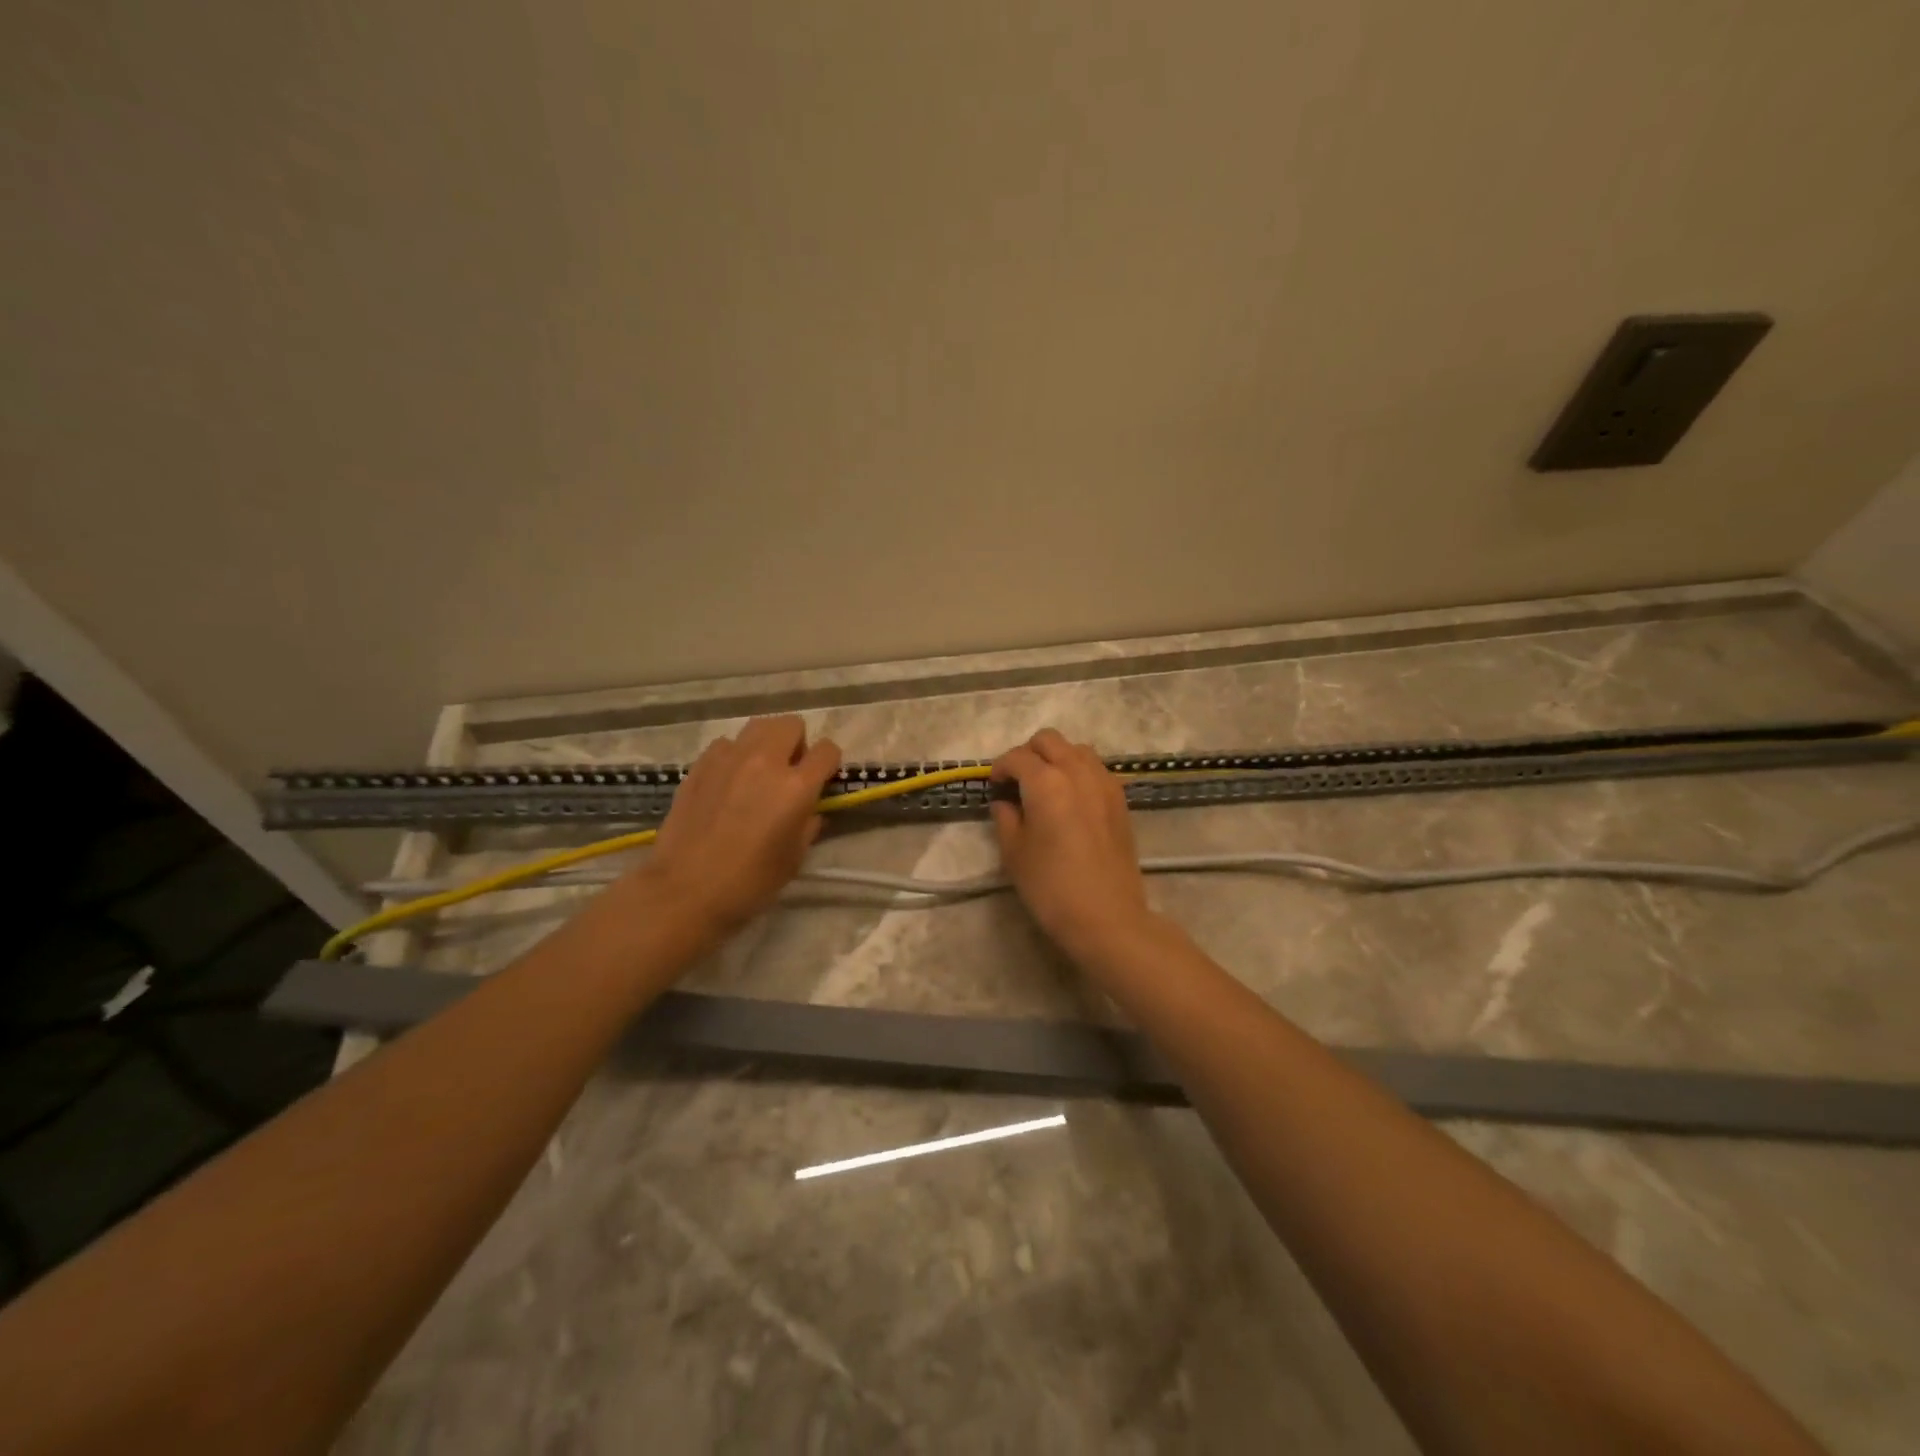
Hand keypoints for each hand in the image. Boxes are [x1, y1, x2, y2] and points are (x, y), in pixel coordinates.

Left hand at [642, 716, 841, 938]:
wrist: (685, 891)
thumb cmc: (750, 883)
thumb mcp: (795, 857)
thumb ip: (808, 824)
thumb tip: (810, 809)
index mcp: (795, 786)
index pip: (827, 750)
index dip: (829, 763)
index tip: (823, 779)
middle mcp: (764, 761)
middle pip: (791, 724)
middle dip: (798, 743)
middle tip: (791, 772)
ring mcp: (728, 759)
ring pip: (757, 726)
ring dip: (767, 743)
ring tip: (760, 771)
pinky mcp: (700, 766)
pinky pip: (726, 744)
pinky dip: (734, 755)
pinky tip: (728, 781)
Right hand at [990, 729, 1154, 964]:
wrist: (1107, 917)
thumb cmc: (1051, 887)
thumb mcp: (1014, 853)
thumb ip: (1005, 817)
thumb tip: (1005, 800)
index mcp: (1047, 782)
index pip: (1017, 758)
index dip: (999, 768)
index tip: (993, 786)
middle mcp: (1077, 771)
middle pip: (1049, 740)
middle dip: (1028, 753)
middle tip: (1017, 781)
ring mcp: (1104, 783)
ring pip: (1076, 749)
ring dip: (1056, 758)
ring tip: (1046, 787)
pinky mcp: (1120, 799)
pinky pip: (1095, 769)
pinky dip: (1078, 772)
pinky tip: (1070, 800)